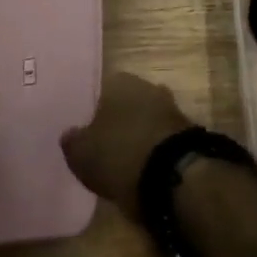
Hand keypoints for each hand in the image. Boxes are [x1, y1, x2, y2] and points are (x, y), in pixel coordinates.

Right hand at [61, 72, 195, 218]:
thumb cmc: (119, 154)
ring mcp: (170, 107)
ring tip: (124, 162)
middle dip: (118, 121)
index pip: (101, 91)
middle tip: (105, 147)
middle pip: (127, 103)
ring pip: (146, 119)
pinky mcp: (186, 131)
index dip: (93, 113)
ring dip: (138, 135)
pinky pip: (161, 138)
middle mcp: (147, 86)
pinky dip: (153, 149)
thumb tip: (70, 134)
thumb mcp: (81, 154)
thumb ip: (73, 141)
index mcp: (119, 82)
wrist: (173, 175)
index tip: (87, 133)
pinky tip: (144, 168)